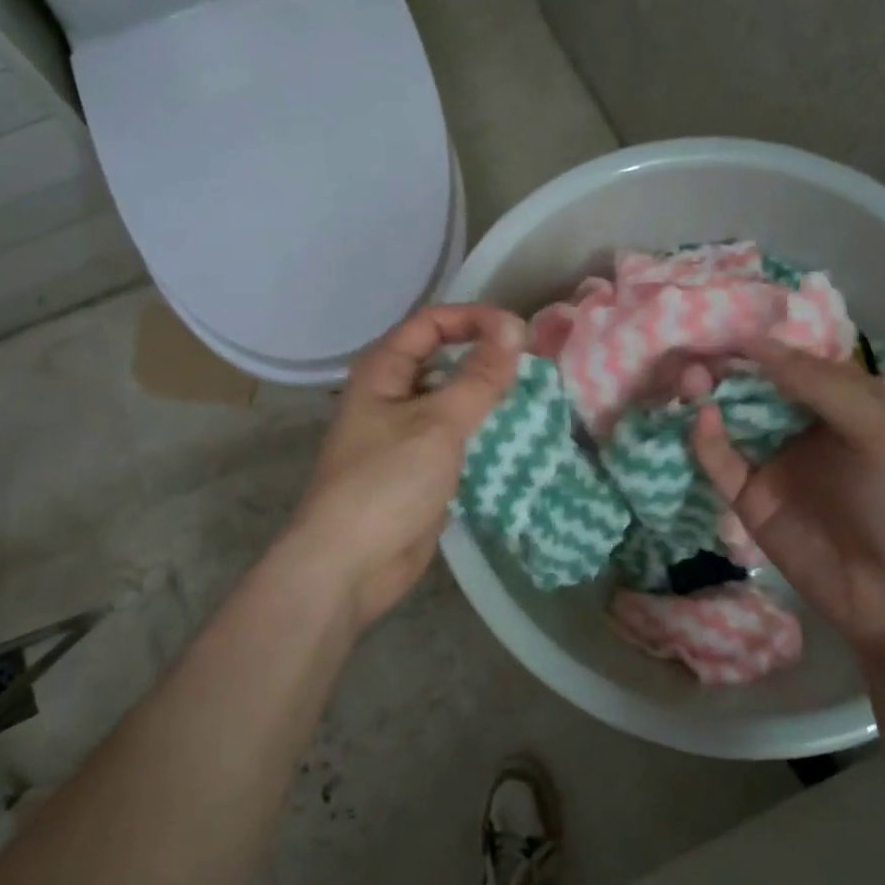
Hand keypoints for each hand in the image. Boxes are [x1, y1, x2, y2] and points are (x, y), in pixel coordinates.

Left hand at [288, 304, 524, 628]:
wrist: (349, 566)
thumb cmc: (387, 483)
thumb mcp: (438, 424)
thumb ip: (479, 377)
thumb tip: (514, 328)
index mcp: (383, 371)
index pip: (432, 323)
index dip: (474, 319)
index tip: (520, 333)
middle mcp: (391, 395)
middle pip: (443, 360)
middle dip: (486, 358)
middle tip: (534, 367)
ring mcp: (404, 435)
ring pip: (453, 401)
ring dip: (488, 399)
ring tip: (535, 400)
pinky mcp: (419, 470)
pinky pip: (456, 439)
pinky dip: (483, 435)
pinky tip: (517, 440)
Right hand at [692, 340, 884, 668]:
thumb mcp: (878, 429)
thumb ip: (817, 383)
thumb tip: (754, 343)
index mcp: (844, 404)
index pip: (794, 361)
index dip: (761, 341)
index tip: (723, 321)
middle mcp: (804, 427)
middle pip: (755, 387)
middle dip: (726, 366)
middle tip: (694, 347)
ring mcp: (774, 463)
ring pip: (730, 420)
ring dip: (708, 395)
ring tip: (689, 376)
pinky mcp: (750, 500)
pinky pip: (720, 462)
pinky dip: (706, 439)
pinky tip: (701, 419)